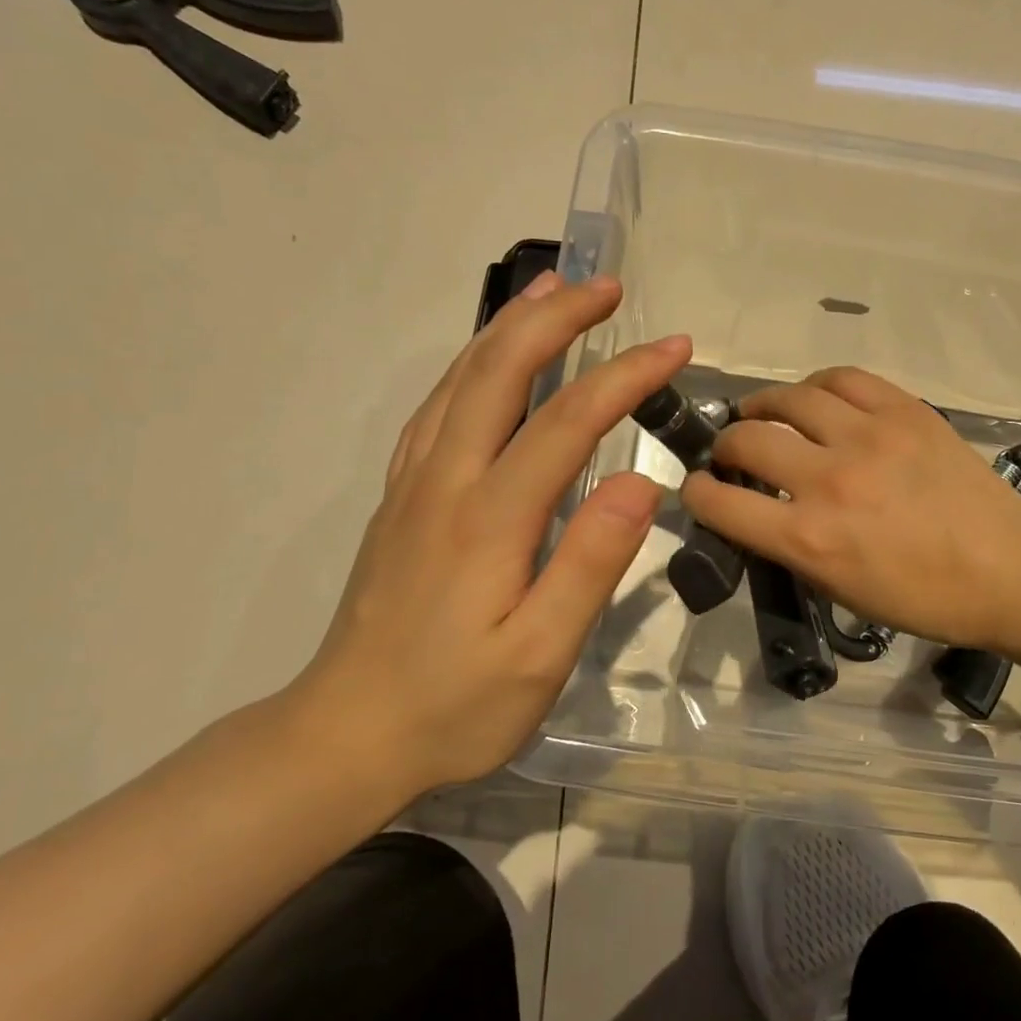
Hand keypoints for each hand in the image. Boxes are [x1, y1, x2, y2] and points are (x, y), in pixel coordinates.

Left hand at [296, 272, 691, 797]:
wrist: (344, 736)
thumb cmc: (454, 706)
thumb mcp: (539, 656)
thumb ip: (590, 564)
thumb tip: (638, 482)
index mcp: (489, 517)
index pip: (567, 420)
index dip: (625, 375)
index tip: (676, 347)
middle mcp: (446, 481)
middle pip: (500, 372)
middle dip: (557, 318)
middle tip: (606, 285)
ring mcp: (414, 485)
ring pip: (461, 380)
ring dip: (509, 327)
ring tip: (549, 291)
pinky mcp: (400, 500)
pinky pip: (436, 409)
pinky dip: (470, 365)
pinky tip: (487, 361)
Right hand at [682, 367, 1020, 651]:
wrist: (1010, 570)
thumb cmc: (925, 598)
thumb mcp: (841, 591)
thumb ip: (790, 548)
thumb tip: (760, 512)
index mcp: (809, 538)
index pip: (720, 502)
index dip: (695, 493)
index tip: (699, 488)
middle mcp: (829, 480)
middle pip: (747, 439)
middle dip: (725, 445)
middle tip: (732, 452)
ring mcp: (868, 437)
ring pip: (789, 398)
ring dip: (762, 405)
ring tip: (763, 414)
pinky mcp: (904, 410)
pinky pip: (843, 378)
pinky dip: (816, 387)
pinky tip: (816, 400)